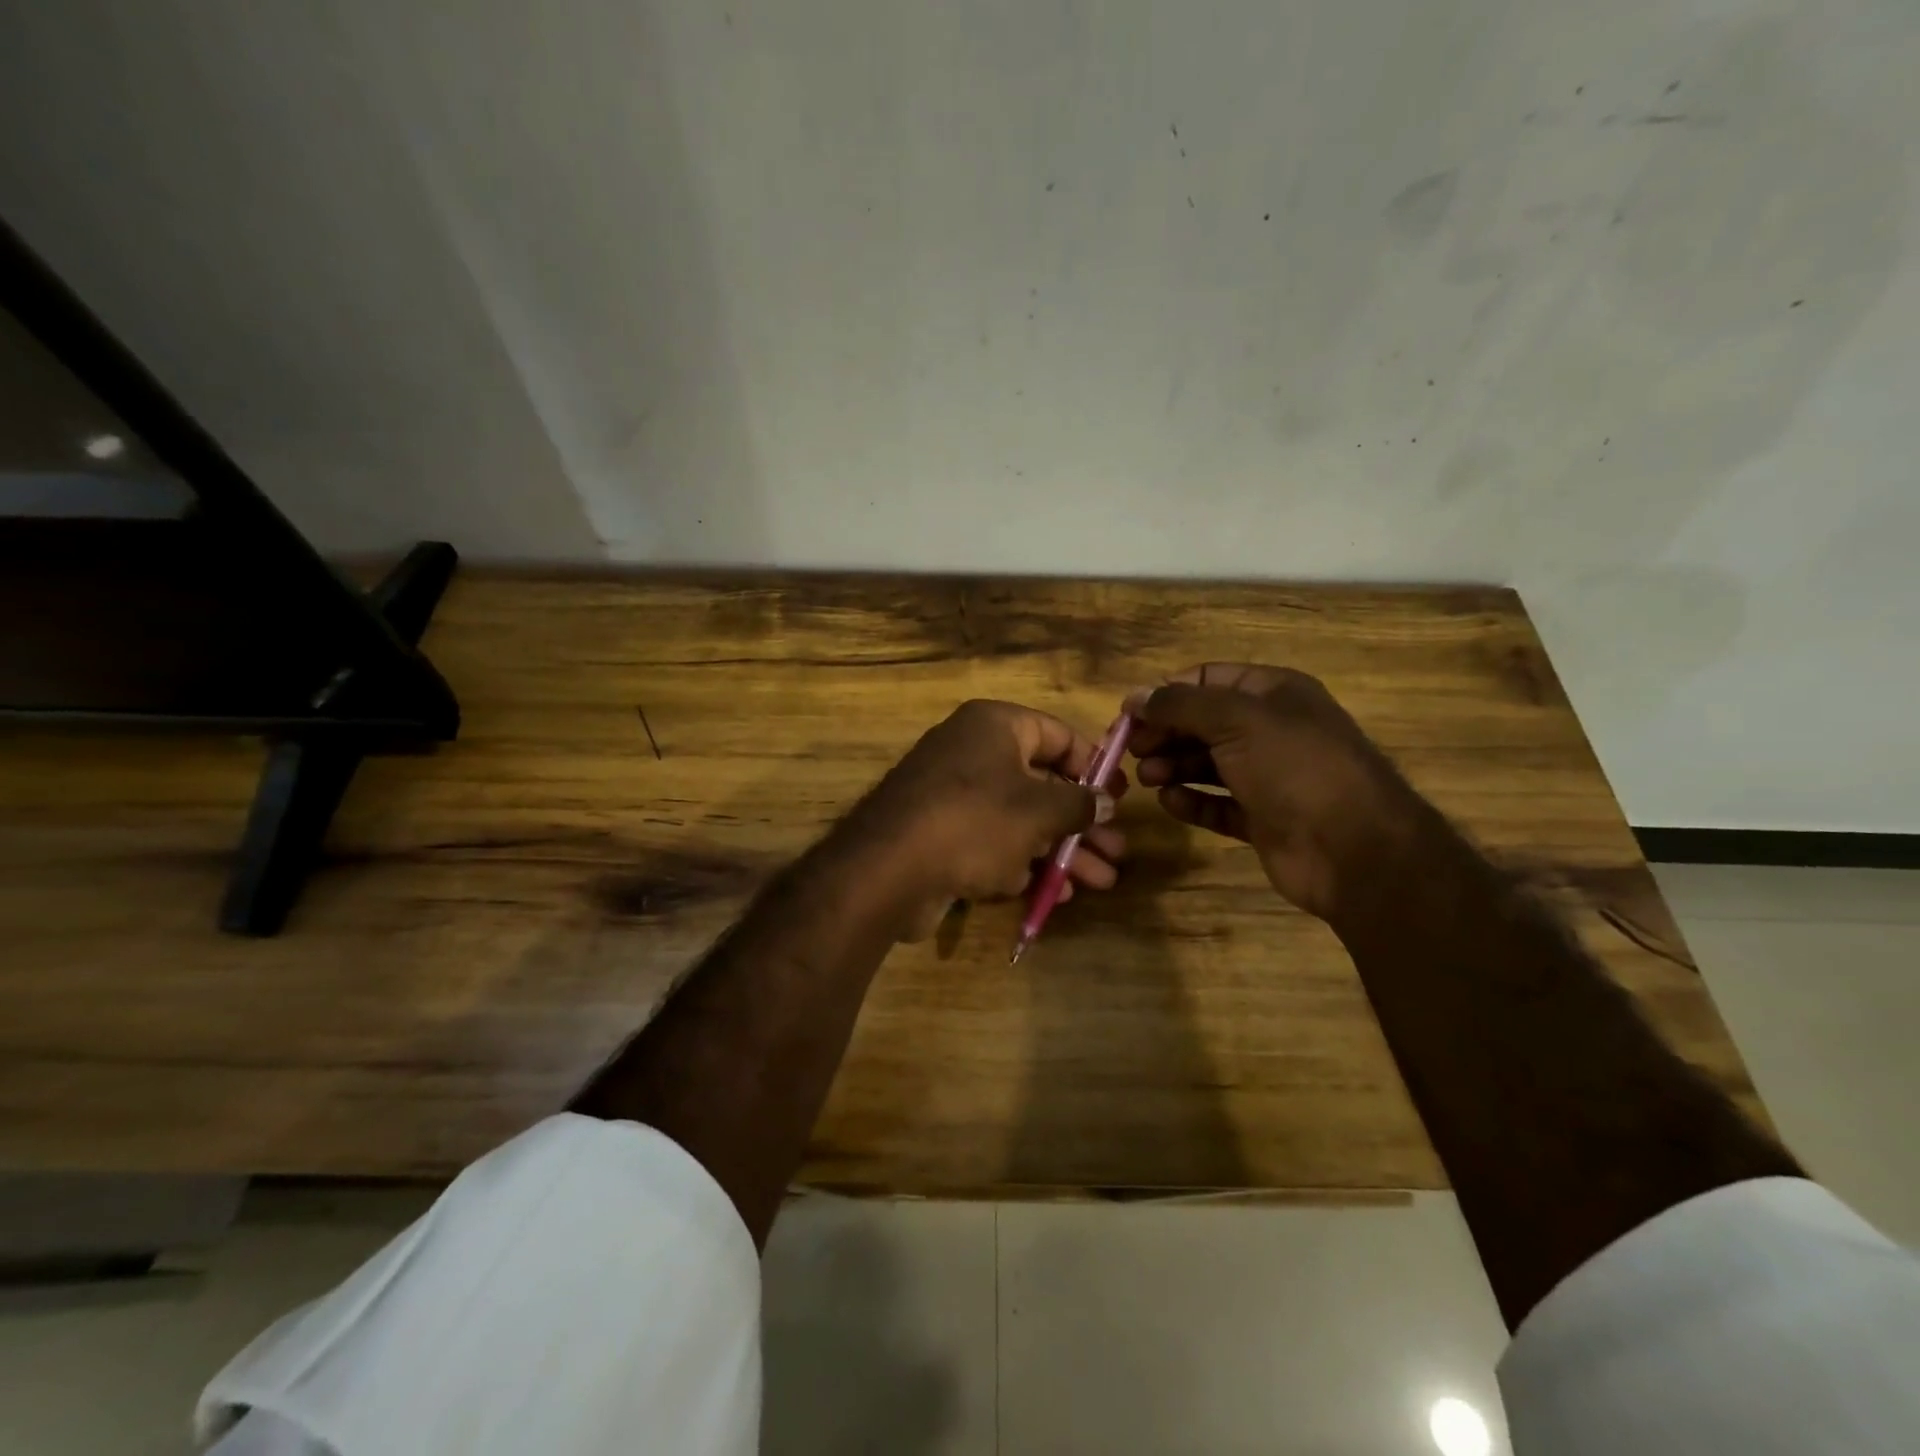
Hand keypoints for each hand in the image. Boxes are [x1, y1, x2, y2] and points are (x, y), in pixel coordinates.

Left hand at [844, 700, 1126, 940]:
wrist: (889, 869)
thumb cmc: (975, 821)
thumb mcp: (1039, 809)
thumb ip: (1078, 803)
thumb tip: (1104, 801)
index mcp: (994, 727)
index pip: (1056, 734)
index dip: (1092, 764)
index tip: (1118, 795)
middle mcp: (973, 754)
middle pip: (1042, 783)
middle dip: (1081, 822)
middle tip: (1117, 850)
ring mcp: (954, 798)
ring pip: (1021, 820)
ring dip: (1062, 850)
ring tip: (1103, 880)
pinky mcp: (942, 837)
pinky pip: (994, 844)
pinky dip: (1025, 864)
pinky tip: (1059, 893)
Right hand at [1124, 664, 1424, 919]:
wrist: (1353, 849)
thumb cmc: (1294, 767)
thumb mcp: (1235, 720)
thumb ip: (1180, 705)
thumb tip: (1135, 697)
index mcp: (1274, 693)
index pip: (1208, 679)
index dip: (1167, 693)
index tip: (1130, 715)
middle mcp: (1271, 730)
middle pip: (1203, 723)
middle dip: (1165, 733)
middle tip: (1131, 752)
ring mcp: (1268, 776)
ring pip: (1207, 763)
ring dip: (1173, 766)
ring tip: (1147, 778)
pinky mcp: (1263, 818)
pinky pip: (1217, 803)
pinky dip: (1192, 801)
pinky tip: (1170, 802)